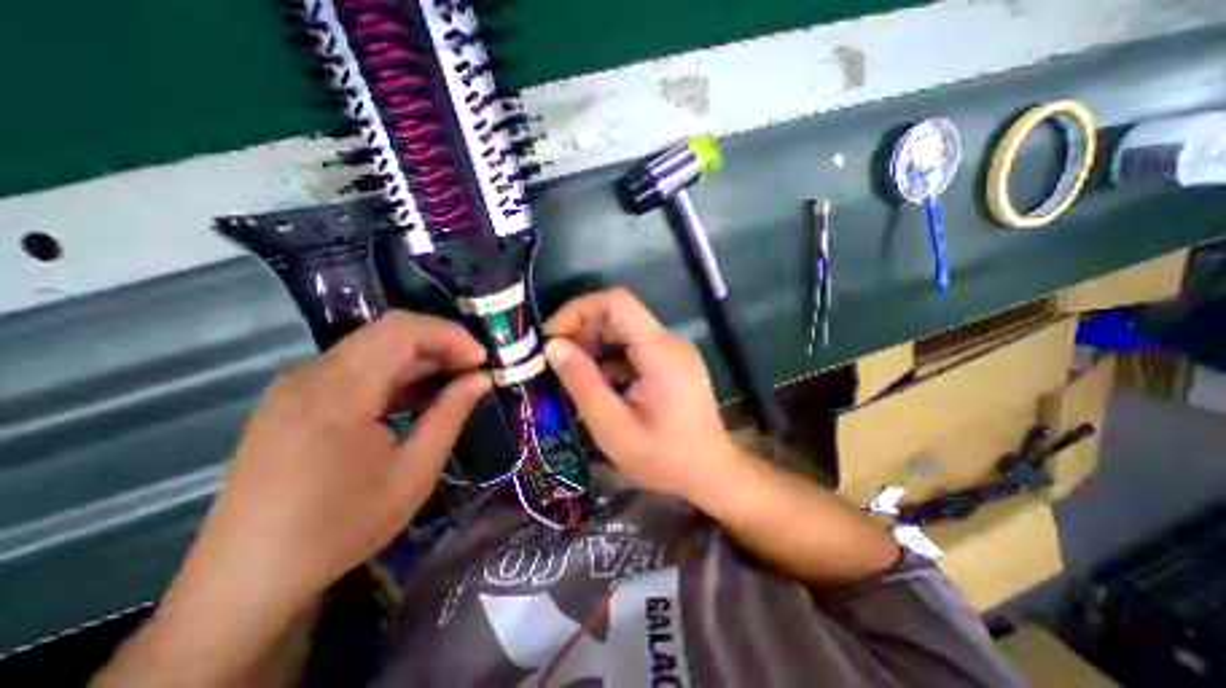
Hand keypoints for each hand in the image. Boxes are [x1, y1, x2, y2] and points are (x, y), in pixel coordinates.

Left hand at [167, 316, 490, 621]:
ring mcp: (297, 386)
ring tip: (452, 385)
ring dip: (419, 360)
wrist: (245, 581)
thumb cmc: (340, 527)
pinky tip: (415, 399)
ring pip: (373, 348)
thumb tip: (481, 379)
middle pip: (388, 333)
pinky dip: (394, 375)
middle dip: (439, 346)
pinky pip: (355, 369)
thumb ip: (450, 414)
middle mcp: (311, 375)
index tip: (481, 361)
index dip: (449, 335)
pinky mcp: (294, 400)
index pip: (401, 330)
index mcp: (337, 391)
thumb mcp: (414, 471)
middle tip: (473, 373)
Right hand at [547, 289, 746, 500]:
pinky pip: (633, 348)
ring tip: (572, 375)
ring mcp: (672, 350)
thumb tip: (554, 347)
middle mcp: (669, 341)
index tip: (551, 337)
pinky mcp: (671, 362)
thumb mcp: (614, 427)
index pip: (616, 302)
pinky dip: (609, 359)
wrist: (711, 472)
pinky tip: (598, 384)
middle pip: (618, 315)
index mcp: (660, 351)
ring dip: (594, 346)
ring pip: (624, 330)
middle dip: (582, 331)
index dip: (578, 310)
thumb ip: (582, 383)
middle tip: (556, 361)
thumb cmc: (664, 458)